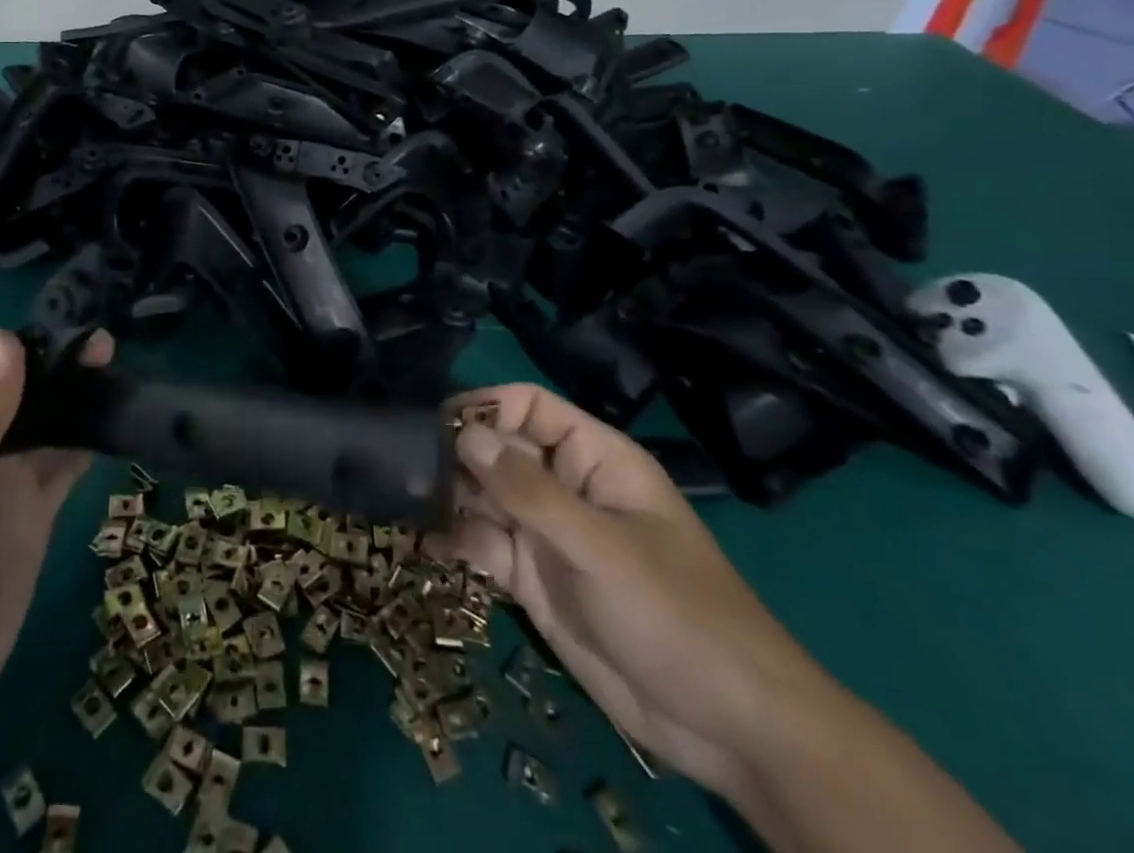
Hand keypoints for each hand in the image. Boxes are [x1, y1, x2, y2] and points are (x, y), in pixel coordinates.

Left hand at [0, 328, 110, 756]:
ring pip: (44, 421)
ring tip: (116, 372)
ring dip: (75, 397)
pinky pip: (63, 461)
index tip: (65, 339)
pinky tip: (114, 419)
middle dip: (55, 366)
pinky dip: (86, 439)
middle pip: (15, 388)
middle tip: (105, 348)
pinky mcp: (31, 511)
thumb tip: (6, 337)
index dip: (15, 350)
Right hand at [447, 384, 834, 800]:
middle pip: (499, 450)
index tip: (436, 426)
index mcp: (593, 458)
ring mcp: (547, 535)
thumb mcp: (599, 546)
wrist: (727, 727)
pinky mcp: (533, 580)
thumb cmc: (675, 614)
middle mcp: (564, 487)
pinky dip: (458, 540)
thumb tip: (464, 434)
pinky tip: (427, 542)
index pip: (529, 407)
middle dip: (456, 455)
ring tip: (407, 502)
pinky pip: (486, 546)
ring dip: (449, 497)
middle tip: (407, 468)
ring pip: (486, 497)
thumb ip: (528, 490)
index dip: (484, 408)